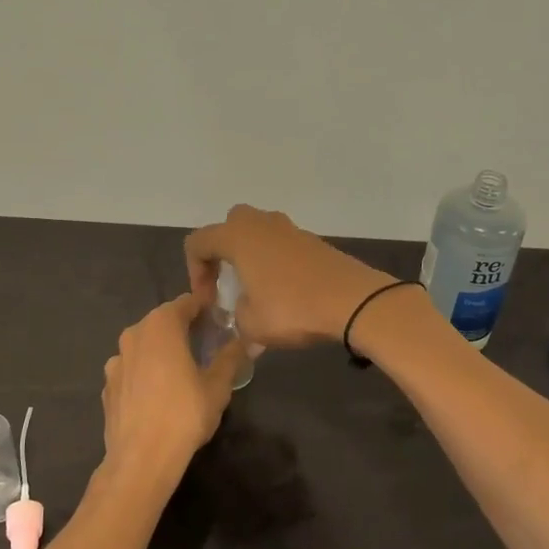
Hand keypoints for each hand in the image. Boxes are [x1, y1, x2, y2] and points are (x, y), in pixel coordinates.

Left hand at [100, 292, 240, 494]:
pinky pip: (132, 369)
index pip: (187, 303)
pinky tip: (158, 393)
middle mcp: (134, 334)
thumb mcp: (218, 386)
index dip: (205, 307)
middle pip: (163, 321)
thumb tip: (250, 340)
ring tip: (182, 369)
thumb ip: (232, 357)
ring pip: (144, 345)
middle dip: (183, 327)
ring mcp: (116, 360)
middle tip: (206, 342)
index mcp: (161, 326)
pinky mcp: (107, 386)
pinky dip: (145, 372)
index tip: (220, 316)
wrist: (141, 459)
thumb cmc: (184, 414)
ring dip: (162, 350)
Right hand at [184, 205, 395, 347]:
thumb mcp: (252, 324)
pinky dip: (275, 262)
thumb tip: (242, 317)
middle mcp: (260, 224)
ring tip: (256, 290)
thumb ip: (237, 318)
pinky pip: (282, 245)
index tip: (209, 301)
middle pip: (229, 226)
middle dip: (222, 254)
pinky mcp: (313, 241)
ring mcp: (290, 229)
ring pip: (258, 233)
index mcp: (237, 237)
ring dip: (251, 257)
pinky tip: (284, 293)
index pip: (198, 242)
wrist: (353, 301)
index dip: (195, 272)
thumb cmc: (292, 308)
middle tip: (228, 284)